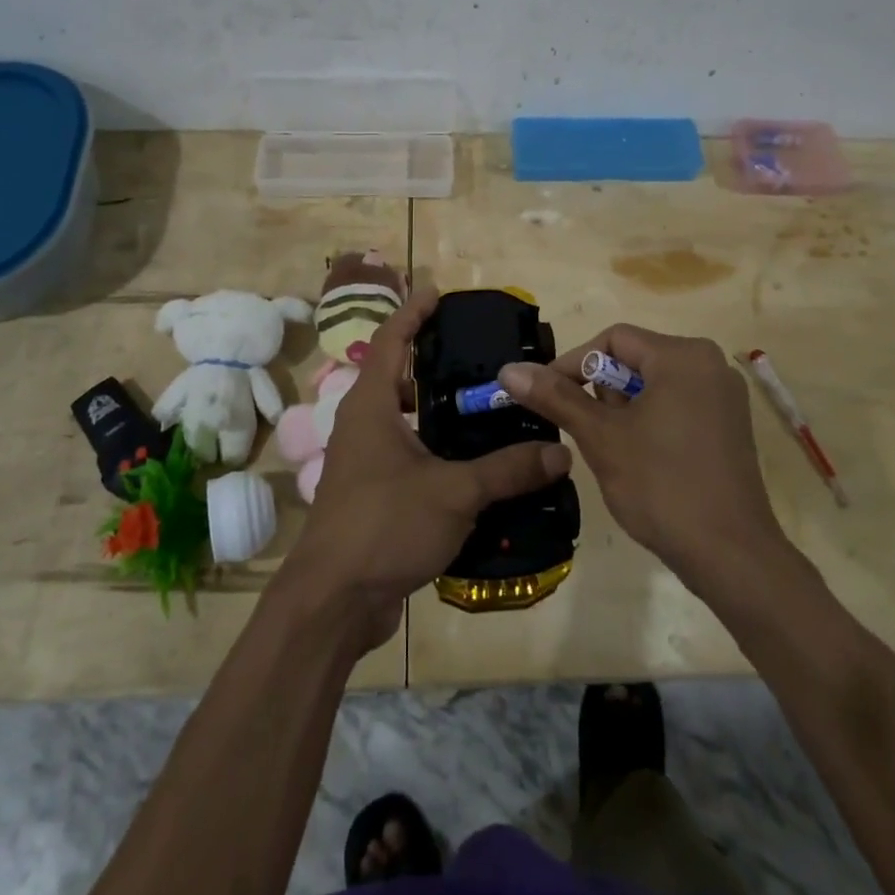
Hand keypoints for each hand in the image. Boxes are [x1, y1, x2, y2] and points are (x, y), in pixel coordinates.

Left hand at [281, 284, 571, 650]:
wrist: (333, 601)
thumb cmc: (384, 525)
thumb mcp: (454, 492)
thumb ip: (508, 469)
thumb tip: (561, 452)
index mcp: (371, 406)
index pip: (390, 339)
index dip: (413, 311)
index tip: (439, 292)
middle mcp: (363, 425)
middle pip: (398, 377)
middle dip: (434, 362)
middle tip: (481, 356)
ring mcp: (365, 461)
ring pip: (405, 419)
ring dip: (439, 410)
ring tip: (486, 406)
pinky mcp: (374, 494)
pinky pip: (409, 455)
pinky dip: (437, 448)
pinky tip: (474, 463)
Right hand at [500, 325, 790, 586]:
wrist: (732, 557)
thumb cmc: (662, 486)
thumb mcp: (600, 437)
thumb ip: (555, 397)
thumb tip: (509, 369)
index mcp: (683, 355)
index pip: (613, 340)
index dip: (574, 364)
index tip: (547, 397)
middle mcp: (710, 364)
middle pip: (635, 360)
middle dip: (601, 393)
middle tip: (587, 432)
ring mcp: (725, 397)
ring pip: (654, 385)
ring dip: (624, 411)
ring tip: (614, 452)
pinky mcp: (730, 427)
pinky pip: (677, 406)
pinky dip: (650, 422)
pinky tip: (642, 461)